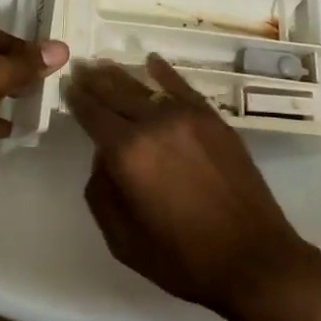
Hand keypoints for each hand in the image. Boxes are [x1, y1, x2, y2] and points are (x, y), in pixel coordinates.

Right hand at [65, 55, 320, 318]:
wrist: (254, 259)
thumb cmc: (183, 259)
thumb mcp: (123, 241)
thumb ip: (102, 193)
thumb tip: (103, 158)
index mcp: (127, 154)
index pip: (92, 114)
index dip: (76, 98)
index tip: (67, 84)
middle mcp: (154, 125)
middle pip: (115, 93)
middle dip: (94, 79)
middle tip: (80, 66)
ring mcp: (187, 117)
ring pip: (145, 86)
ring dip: (121, 74)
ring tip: (104, 64)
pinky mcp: (213, 120)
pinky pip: (182, 87)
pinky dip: (164, 72)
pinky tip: (152, 61)